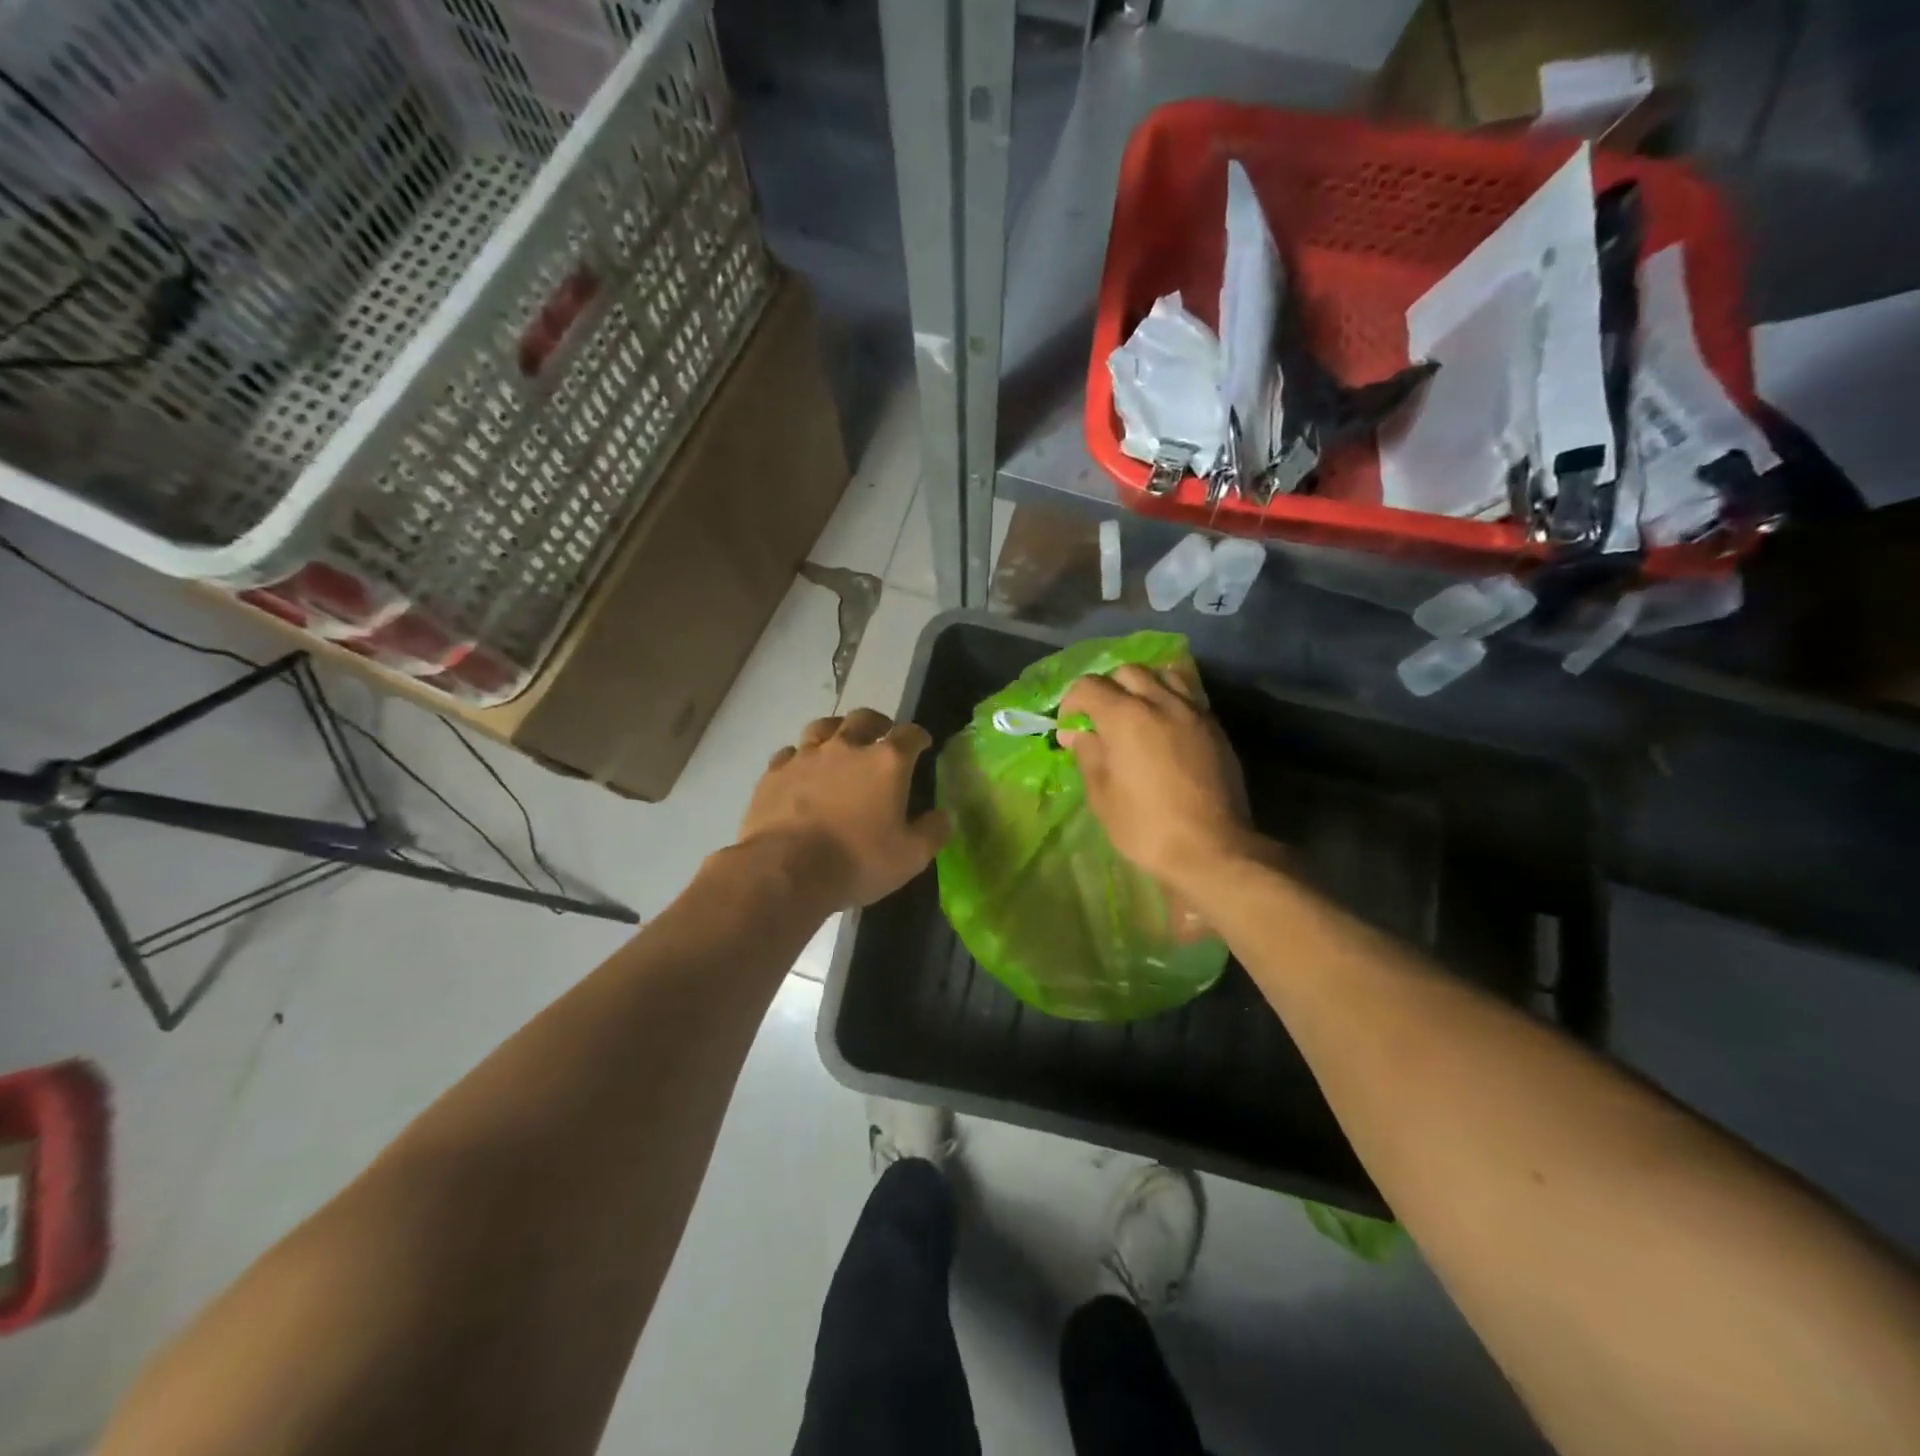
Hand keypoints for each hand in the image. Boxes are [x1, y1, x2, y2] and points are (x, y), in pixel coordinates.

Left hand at [738, 708, 949, 909]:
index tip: (922, 744)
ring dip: (836, 731)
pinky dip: (800, 758)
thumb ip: (933, 831)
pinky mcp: (774, 773)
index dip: (919, 736)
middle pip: (864, 718)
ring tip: (839, 744)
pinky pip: (789, 754)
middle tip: (881, 735)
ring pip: (822, 727)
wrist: (786, 870)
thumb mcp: (910, 856)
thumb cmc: (858, 860)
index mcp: (886, 762)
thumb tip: (945, 815)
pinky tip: (801, 772)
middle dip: (877, 723)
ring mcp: (806, 757)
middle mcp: (846, 748)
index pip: (910, 734)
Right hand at [1058, 665, 1254, 892]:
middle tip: (1101, 719)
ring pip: (1163, 675)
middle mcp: (1161, 702)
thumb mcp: (1102, 796)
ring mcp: (1193, 712)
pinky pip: (1188, 697)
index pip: (1088, 686)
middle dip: (1107, 689)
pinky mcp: (1215, 728)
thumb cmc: (1146, 826)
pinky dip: (1170, 700)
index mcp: (1125, 717)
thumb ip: (1088, 755)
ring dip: (1143, 686)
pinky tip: (1165, 729)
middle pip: (1127, 672)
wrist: (1212, 849)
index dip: (1071, 703)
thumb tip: (1076, 733)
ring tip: (1137, 715)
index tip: (1069, 728)